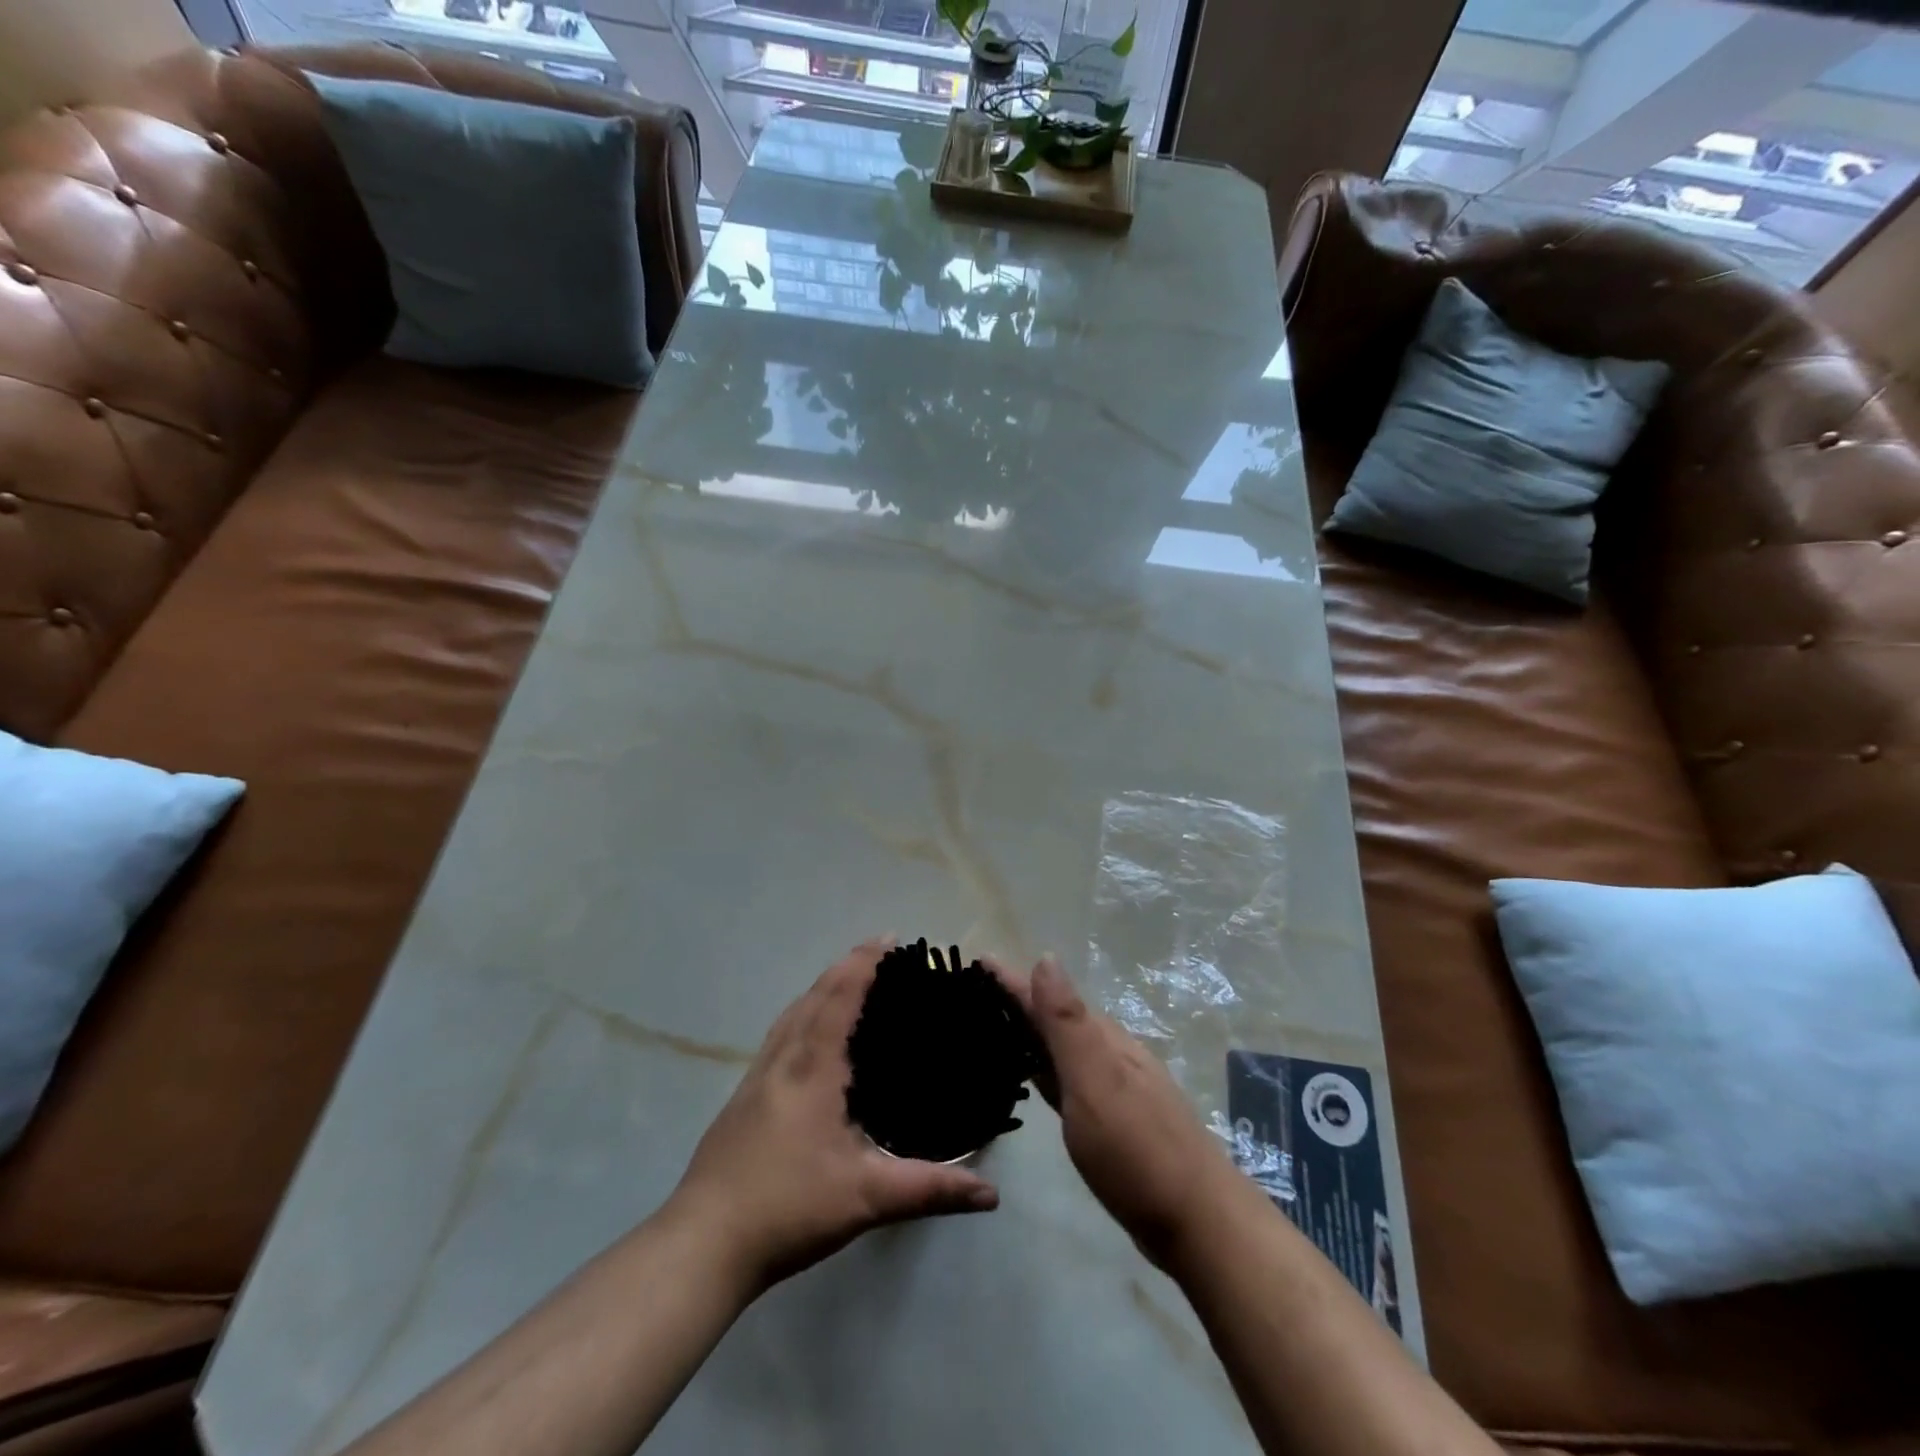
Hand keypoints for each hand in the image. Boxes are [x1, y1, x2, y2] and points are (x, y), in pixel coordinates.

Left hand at [666, 941, 1001, 1294]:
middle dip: (846, 966)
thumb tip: (990, 1194)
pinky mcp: (742, 1096)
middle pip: (813, 995)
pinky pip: (778, 1034)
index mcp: (812, 1069)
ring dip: (820, 987)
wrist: (702, 1243)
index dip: (864, 963)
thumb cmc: (788, 1208)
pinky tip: (807, 1035)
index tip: (890, 938)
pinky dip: (801, 1013)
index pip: (840, 998)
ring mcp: (756, 1076)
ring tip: (847, 980)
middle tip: (878, 952)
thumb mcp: (866, 1199)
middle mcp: (782, 1060)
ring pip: (790, 1013)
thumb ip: (929, 1190)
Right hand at [997, 956, 1246, 1272]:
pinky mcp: (1115, 1121)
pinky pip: (1069, 1077)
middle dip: (1019, 1000)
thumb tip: (1046, 956)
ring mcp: (1117, 1088)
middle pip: (1057, 1017)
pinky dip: (1046, 1067)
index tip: (978, 961)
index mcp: (1103, 1040)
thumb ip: (1068, 1024)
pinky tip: (1035, 1075)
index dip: (1013, 979)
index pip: (1049, 998)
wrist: (1200, 1225)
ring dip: (1032, 1032)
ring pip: (1064, 1047)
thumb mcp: (1095, 1082)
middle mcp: (1111, 1054)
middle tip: (976, 993)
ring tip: (996, 1026)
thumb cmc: (1138, 1151)